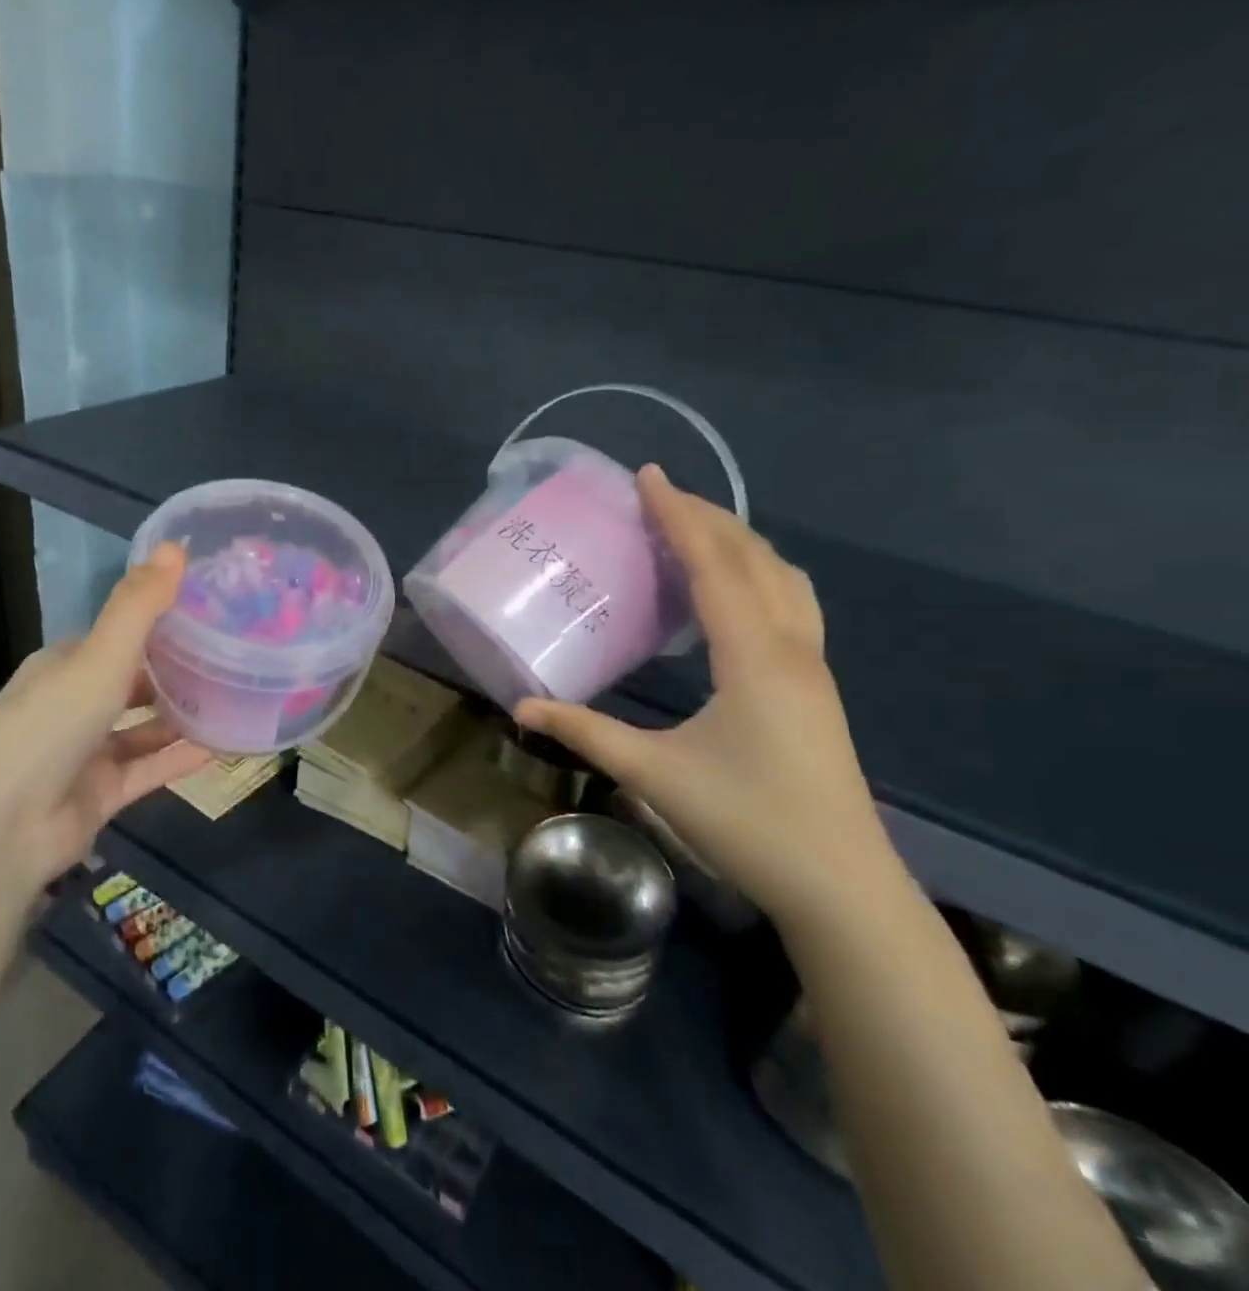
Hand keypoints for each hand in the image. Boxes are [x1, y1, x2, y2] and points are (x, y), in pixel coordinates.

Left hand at [0, 543, 213, 900]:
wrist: (0, 827)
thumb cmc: (50, 724)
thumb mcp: (98, 656)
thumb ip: (139, 605)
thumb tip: (176, 544)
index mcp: (65, 664)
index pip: (117, 635)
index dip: (159, 622)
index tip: (209, 610)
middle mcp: (74, 704)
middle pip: (132, 681)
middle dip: (175, 670)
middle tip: (232, 655)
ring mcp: (86, 753)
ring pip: (143, 728)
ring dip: (181, 716)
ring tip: (234, 699)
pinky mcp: (99, 795)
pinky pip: (148, 770)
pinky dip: (179, 759)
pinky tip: (222, 747)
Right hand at [514, 466, 902, 929]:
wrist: (841, 886)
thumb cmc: (748, 823)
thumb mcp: (653, 774)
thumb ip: (584, 732)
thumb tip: (521, 707)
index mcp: (754, 656)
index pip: (714, 565)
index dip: (678, 515)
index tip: (648, 476)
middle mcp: (791, 647)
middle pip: (753, 558)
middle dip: (707, 517)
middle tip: (659, 495)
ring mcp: (812, 667)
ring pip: (783, 578)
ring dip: (739, 543)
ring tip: (694, 531)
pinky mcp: (814, 687)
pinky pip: (791, 603)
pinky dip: (759, 575)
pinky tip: (732, 593)